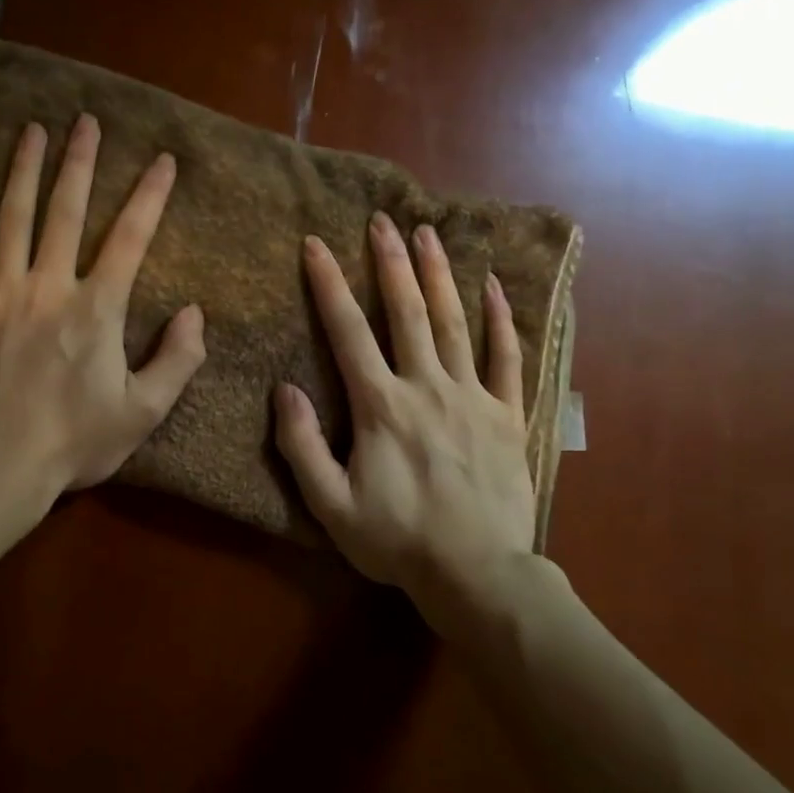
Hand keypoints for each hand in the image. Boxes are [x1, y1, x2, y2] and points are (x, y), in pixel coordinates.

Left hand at [0, 113, 206, 521]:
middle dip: (79, 163)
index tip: (163, 159)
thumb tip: (194, 312)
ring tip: (31, 130)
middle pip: (65, 212)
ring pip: (10, 219)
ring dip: (23, 170)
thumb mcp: (143, 412)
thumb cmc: (73, 443)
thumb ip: (177, 360)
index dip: (150, 196)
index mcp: (96, 308)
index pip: (130, 238)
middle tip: (85, 121)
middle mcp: (48, 287)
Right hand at [273, 213, 561, 619]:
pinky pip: (508, 358)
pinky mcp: (508, 414)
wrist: (476, 573)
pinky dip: (502, 320)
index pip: (348, 332)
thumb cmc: (397, 541)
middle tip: (383, 219)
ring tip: (429, 233)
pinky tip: (496, 287)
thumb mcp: (330, 505)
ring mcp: (473, 397)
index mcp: (381, 406)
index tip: (315, 245)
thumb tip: (285, 390)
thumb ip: (302, 446)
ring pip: (454, 323)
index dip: (329, 285)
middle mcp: (427, 387)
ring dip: (440, 275)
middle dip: (391, 262)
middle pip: (406, 312)